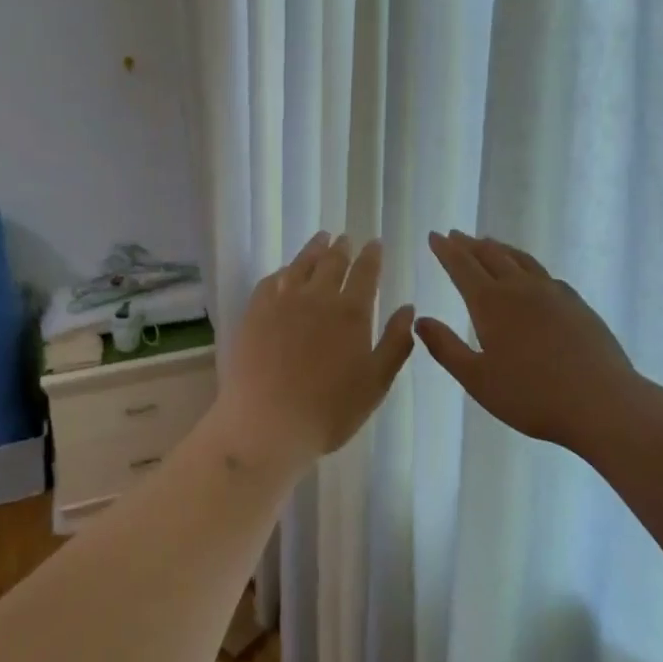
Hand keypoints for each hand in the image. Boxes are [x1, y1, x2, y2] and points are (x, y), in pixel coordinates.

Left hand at [215, 233, 415, 472]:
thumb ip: (395, 343)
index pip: (365, 272)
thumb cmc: (330, 411)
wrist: (267, 423)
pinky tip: (285, 272)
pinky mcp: (255, 312)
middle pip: (332, 262)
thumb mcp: (376, 383)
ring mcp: (282, 301)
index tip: (374, 243)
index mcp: (351, 312)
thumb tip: (408, 308)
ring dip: (313, 249)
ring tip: (320, 239)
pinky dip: (283, 271)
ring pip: (301, 264)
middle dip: (342, 248)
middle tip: (345, 238)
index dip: (372, 256)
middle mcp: (318, 297)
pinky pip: (271, 281)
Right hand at [417, 231, 648, 451]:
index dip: (446, 251)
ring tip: (488, 242)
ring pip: (520, 259)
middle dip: (469, 244)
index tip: (435, 236)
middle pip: (491, 256)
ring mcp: (553, 293)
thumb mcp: (477, 379)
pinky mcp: (577, 304)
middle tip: (455, 235)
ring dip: (499, 248)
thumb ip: (446, 347)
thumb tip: (420, 320)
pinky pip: (544, 274)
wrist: (602, 403)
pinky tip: (530, 274)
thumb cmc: (531, 396)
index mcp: (491, 303)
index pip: (462, 266)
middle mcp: (520, 288)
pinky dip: (527, 265)